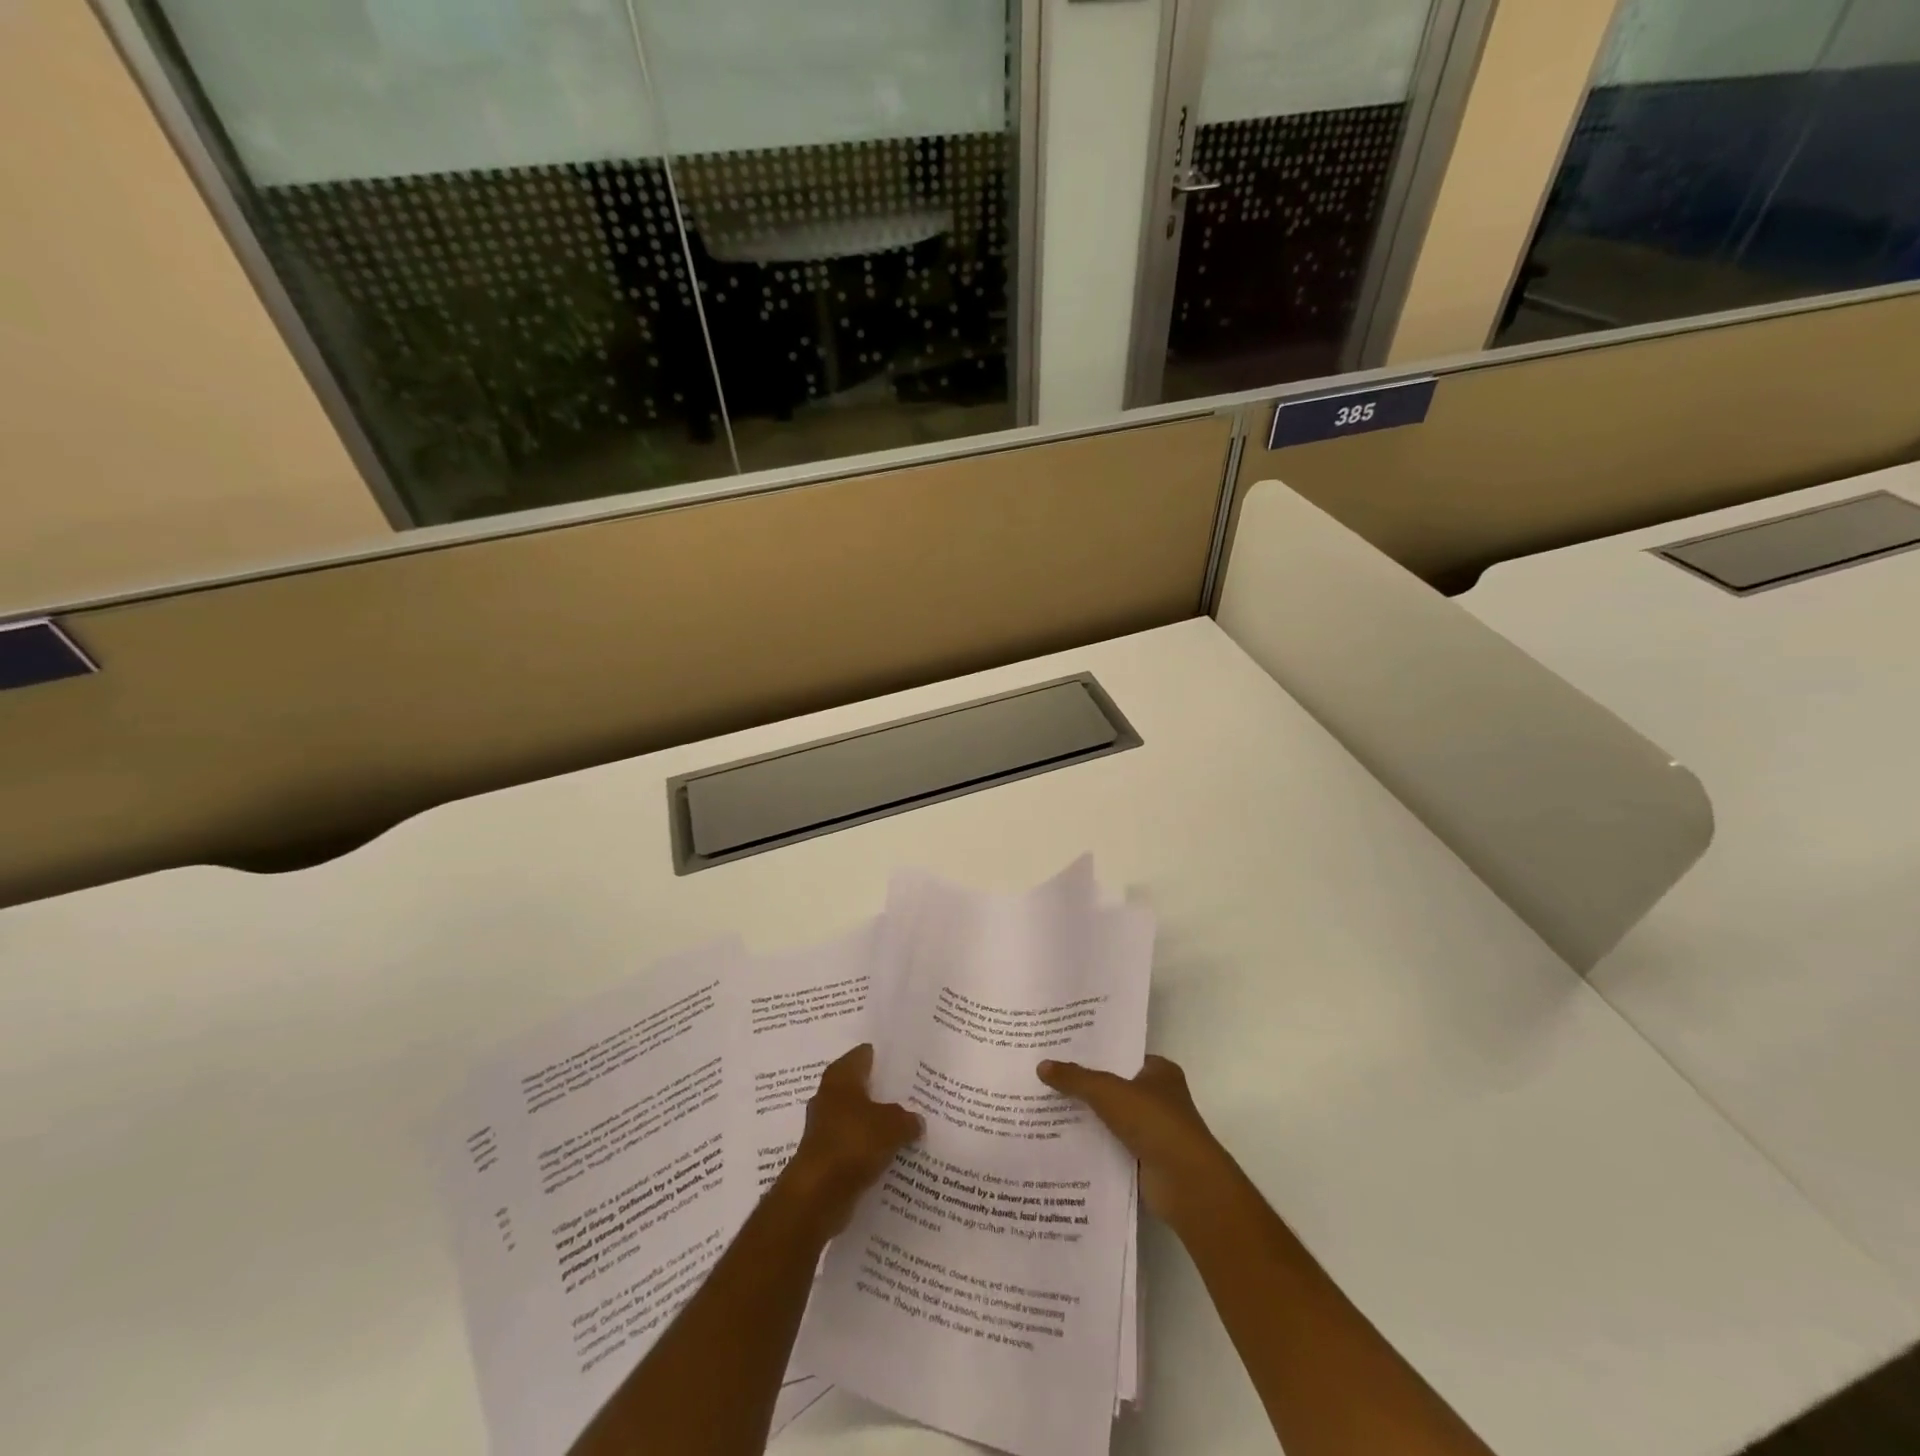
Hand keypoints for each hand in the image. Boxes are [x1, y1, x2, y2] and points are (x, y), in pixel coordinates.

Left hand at [779, 1044, 922, 1238]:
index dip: (884, 1057)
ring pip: (857, 1118)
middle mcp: (828, 1096)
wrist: (817, 1194)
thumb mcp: (893, 1125)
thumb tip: (915, 1120)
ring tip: (906, 1126)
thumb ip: (907, 1118)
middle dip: (882, 1092)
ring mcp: (824, 1127)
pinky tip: (890, 1155)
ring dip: (875, 1123)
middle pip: (860, 1087)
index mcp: (841, 1076)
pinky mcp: (825, 1157)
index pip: (864, 1054)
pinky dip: (868, 1149)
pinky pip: (853, 1145)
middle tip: (912, 1095)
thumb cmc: (853, 1143)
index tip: (906, 1063)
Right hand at [1037, 1054, 1235, 1225]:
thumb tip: (1042, 1065)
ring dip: (1085, 1118)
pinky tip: (1060, 1141)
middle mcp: (1158, 1097)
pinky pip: (1110, 1145)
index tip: (1060, 1051)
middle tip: (1045, 1078)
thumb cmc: (1154, 1122)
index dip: (1093, 1053)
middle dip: (1083, 1086)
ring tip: (1044, 1108)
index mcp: (1159, 1071)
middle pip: (1113, 1086)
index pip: (1120, 1055)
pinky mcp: (1144, 1160)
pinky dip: (1091, 1145)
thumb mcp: (1108, 1091)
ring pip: (1110, 1118)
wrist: (1186, 1183)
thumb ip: (1075, 1078)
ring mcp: (1152, 1131)